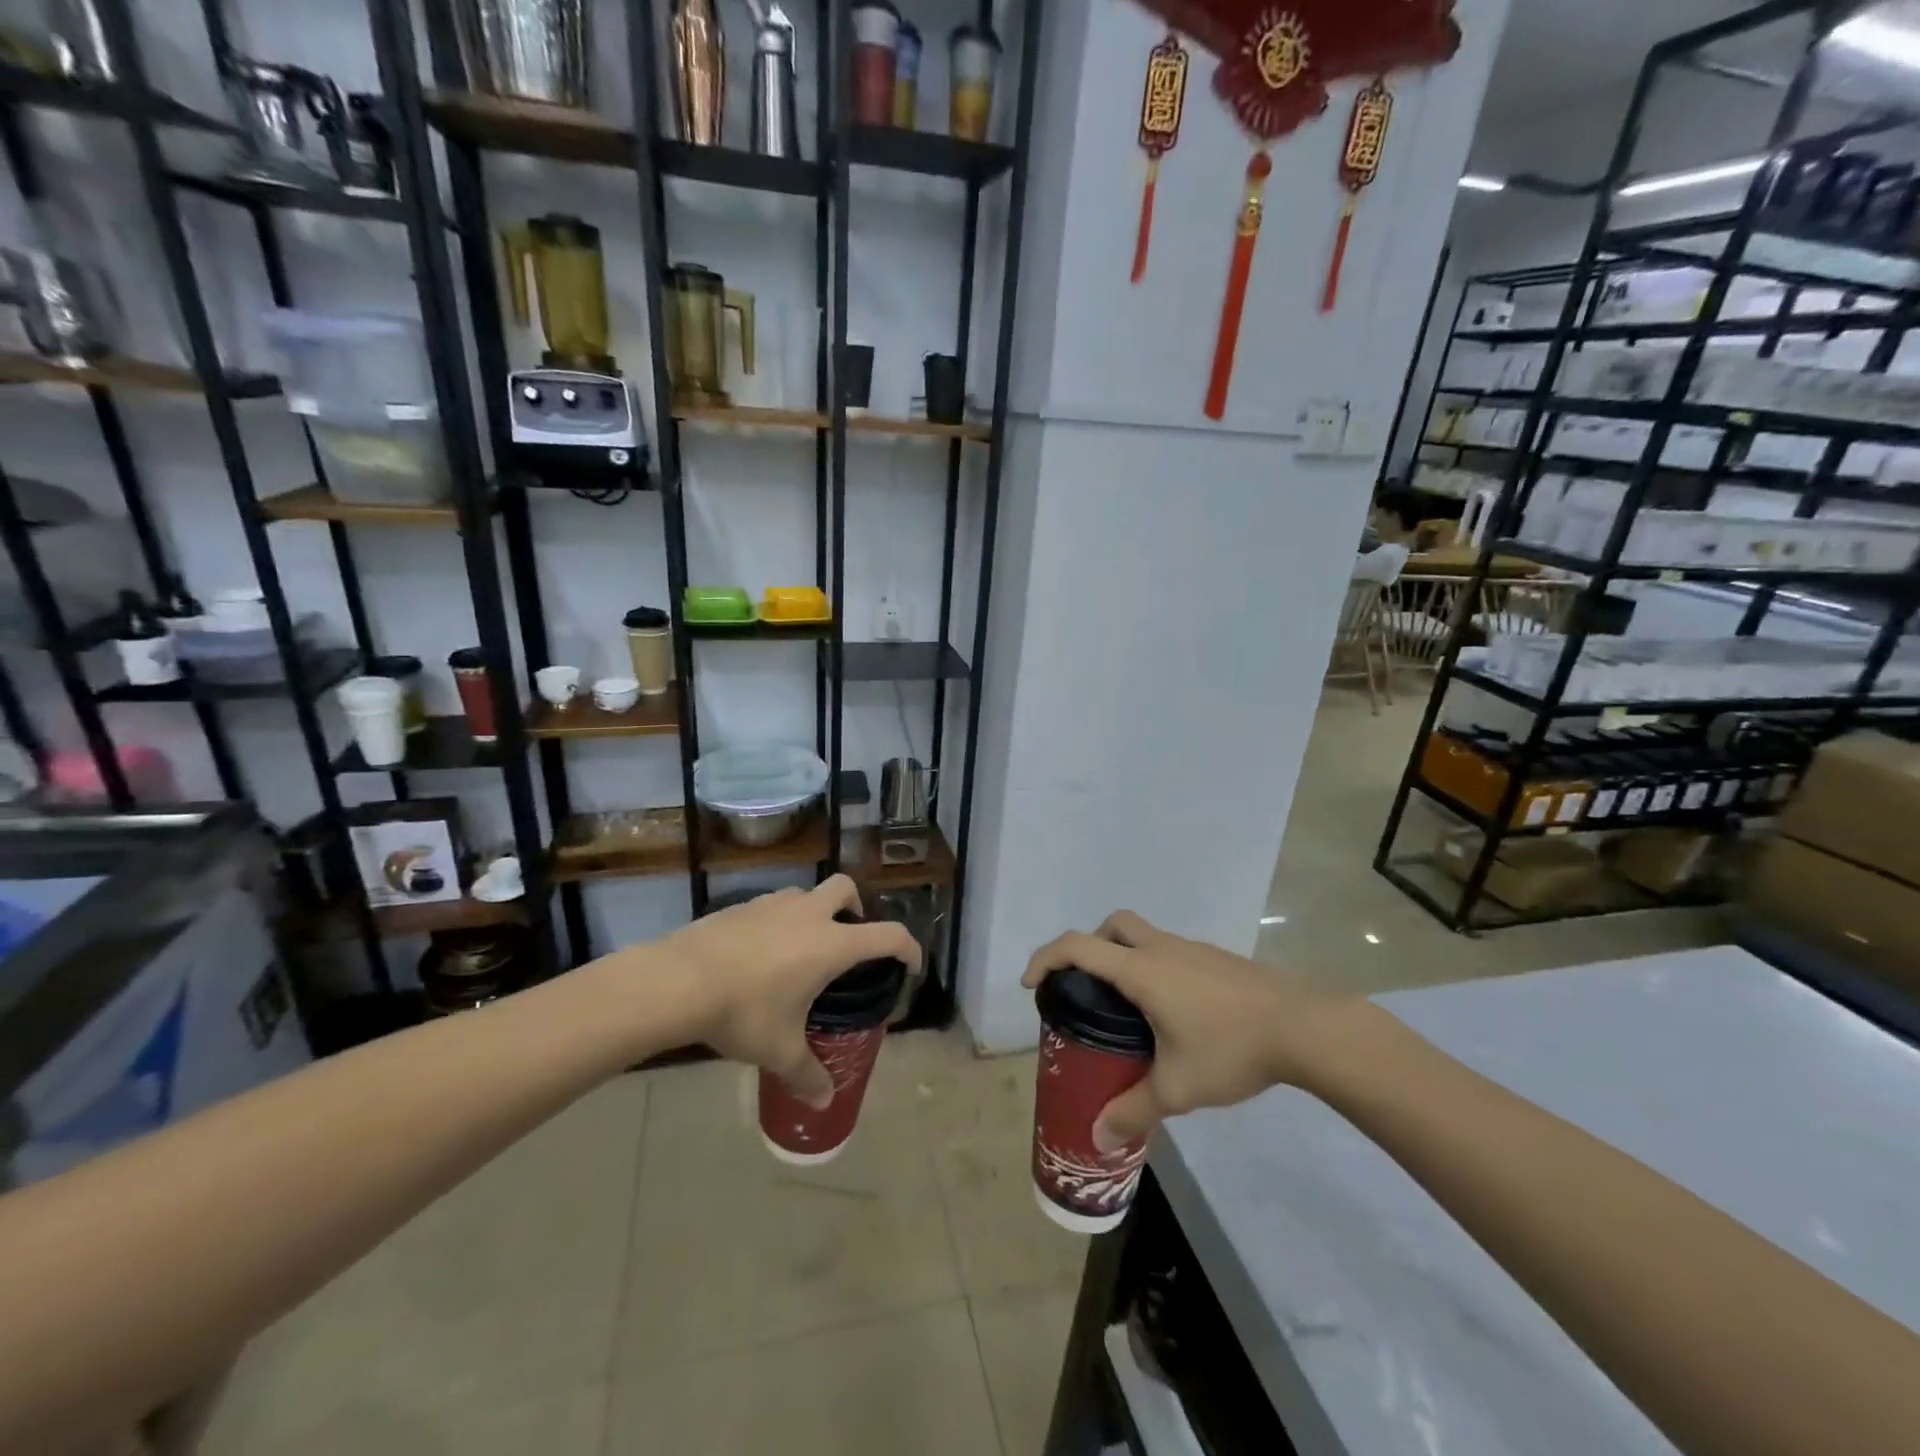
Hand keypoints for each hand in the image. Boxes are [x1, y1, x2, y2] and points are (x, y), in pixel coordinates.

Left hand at [659, 876, 920, 1106]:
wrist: (678, 980)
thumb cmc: (743, 1011)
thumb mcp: (778, 1050)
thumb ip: (806, 1075)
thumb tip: (824, 1103)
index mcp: (831, 944)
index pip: (888, 935)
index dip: (908, 947)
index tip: (910, 965)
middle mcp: (808, 914)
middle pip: (847, 889)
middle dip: (857, 908)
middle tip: (847, 941)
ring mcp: (773, 904)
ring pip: (807, 894)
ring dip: (815, 912)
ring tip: (801, 949)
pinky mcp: (742, 906)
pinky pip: (773, 905)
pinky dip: (779, 921)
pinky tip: (761, 954)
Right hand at [1022, 911, 1346, 1150]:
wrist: (1303, 1027)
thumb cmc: (1230, 1049)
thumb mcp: (1177, 1087)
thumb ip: (1134, 1110)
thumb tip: (1100, 1137)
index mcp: (1141, 970)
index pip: (1078, 946)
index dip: (1046, 958)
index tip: (1033, 985)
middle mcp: (1162, 949)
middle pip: (1113, 926)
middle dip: (1090, 948)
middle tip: (1088, 988)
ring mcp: (1193, 950)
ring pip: (1144, 936)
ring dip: (1126, 958)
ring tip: (1131, 1011)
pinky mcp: (1217, 959)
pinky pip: (1171, 952)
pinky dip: (1156, 969)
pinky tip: (1175, 1014)